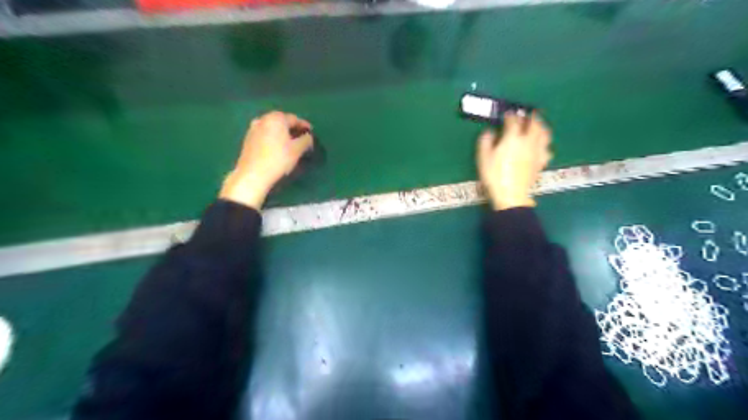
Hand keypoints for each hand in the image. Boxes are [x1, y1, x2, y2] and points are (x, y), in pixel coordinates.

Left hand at [220, 112, 312, 210]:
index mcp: (276, 118)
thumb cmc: (278, 159)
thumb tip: (308, 137)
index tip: (311, 133)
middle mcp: (263, 119)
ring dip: (282, 133)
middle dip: (293, 129)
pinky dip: (273, 138)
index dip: (304, 126)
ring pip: (273, 128)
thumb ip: (306, 140)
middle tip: (302, 138)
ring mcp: (253, 128)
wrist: (253, 174)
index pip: (295, 119)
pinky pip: (265, 134)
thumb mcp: (297, 150)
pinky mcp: (248, 139)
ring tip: (290, 143)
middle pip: (282, 121)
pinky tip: (277, 148)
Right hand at [475, 112, 550, 208]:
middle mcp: (528, 141)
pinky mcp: (541, 162)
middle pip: (534, 123)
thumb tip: (489, 132)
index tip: (506, 115)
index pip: (514, 121)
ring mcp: (537, 152)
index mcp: (512, 138)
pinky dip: (544, 144)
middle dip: (531, 117)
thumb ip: (486, 141)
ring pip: (544, 134)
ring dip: (541, 127)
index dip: (510, 116)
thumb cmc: (494, 176)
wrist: (510, 195)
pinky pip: (547, 149)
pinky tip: (541, 146)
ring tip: (538, 126)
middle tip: (527, 114)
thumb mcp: (483, 158)